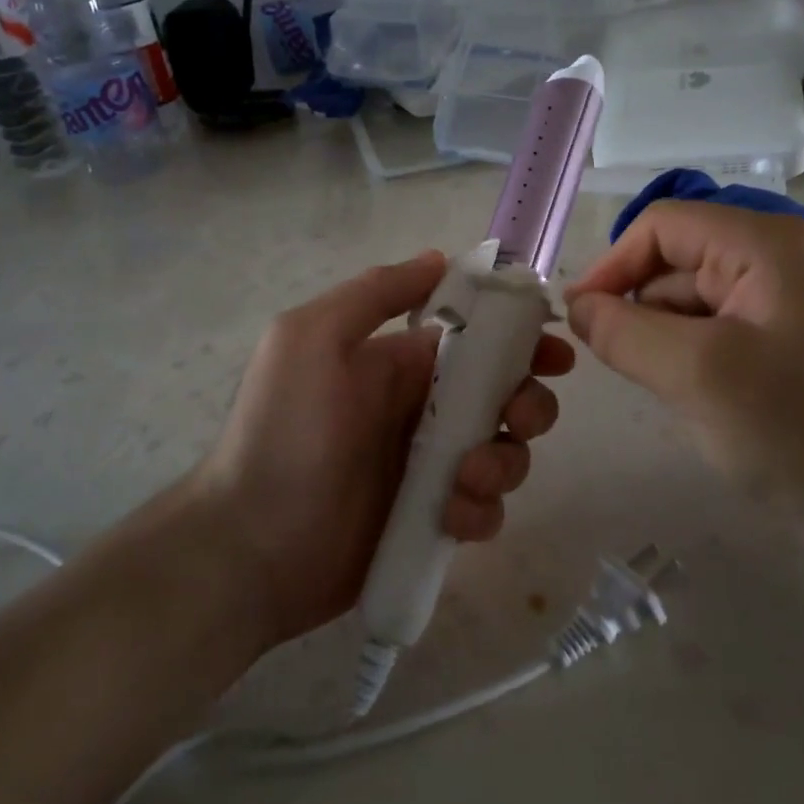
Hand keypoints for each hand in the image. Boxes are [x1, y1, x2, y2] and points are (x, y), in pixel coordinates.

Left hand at [194, 252, 574, 645]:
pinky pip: (485, 508)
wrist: (250, 544)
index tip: (553, 355)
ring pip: (505, 452)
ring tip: (465, 480)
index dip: (523, 341)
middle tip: (517, 419)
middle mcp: (425, 409)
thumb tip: (440, 259)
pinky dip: (482, 511)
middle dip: (528, 404)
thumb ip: (375, 293)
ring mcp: (431, 468)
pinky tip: (452, 517)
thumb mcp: (312, 338)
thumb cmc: (283, 431)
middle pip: (507, 396)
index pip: (480, 339)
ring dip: (504, 462)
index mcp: (402, 363)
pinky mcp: (433, 521)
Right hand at [566, 202, 803, 512]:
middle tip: (620, 366)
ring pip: (689, 302)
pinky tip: (692, 399)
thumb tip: (576, 307)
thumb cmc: (798, 432)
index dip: (612, 265)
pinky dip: (686, 359)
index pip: (662, 226)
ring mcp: (784, 303)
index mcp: (766, 244)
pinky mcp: (784, 344)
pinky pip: (712, 334)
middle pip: (675, 262)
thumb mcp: (696, 374)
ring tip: (668, 390)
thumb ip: (622, 331)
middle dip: (639, 308)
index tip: (577, 320)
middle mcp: (778, 259)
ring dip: (661, 340)